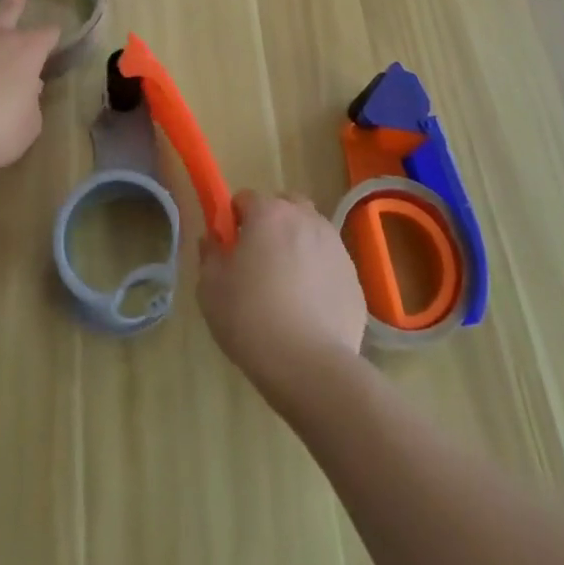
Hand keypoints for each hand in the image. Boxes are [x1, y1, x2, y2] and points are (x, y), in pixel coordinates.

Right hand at [198, 190, 368, 404]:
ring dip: (297, 244)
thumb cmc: (251, 319)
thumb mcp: (211, 288)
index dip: (235, 220)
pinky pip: (329, 263)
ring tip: (287, 285)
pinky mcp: (353, 276)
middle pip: (285, 206)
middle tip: (259, 260)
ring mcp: (335, 245)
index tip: (230, 249)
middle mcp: (305, 218)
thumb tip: (213, 239)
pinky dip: (318, 273)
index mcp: (269, 213)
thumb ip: (210, 255)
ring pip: (311, 231)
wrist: (310, 366)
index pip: (246, 198)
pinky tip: (309, 307)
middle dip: (271, 223)